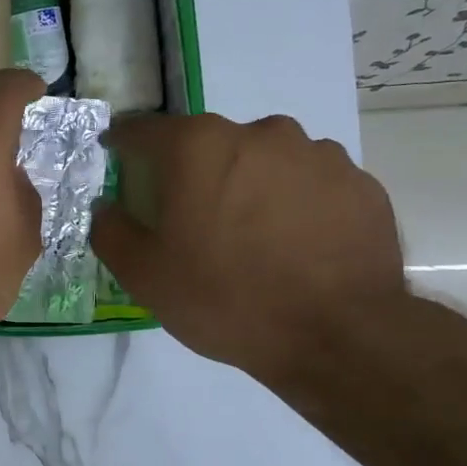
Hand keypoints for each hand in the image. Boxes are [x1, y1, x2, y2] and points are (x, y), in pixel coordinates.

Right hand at [91, 112, 406, 386]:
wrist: (338, 335)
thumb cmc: (225, 298)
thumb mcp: (143, 274)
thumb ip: (111, 230)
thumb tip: (107, 207)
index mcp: (199, 147)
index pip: (145, 130)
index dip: (124, 143)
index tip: (116, 157)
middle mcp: (259, 133)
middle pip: (209, 142)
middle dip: (192, 170)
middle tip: (189, 214)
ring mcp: (317, 154)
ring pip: (264, 159)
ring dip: (247, 183)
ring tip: (248, 233)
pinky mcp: (359, 183)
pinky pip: (309, 183)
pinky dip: (293, 202)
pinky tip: (292, 244)